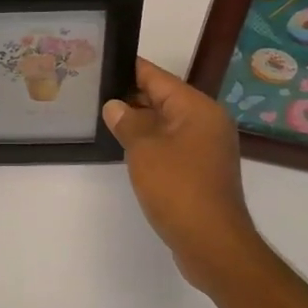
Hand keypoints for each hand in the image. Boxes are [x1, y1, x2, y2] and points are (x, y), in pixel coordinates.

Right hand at [104, 58, 265, 292]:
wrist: (213, 245)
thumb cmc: (178, 188)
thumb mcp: (144, 149)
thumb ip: (127, 122)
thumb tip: (115, 106)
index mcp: (197, 107)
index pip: (157, 77)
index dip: (128, 69)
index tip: (101, 63)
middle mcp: (206, 121)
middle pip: (163, 97)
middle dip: (130, 96)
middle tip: (93, 91)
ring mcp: (206, 147)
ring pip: (166, 122)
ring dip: (139, 122)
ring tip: (103, 117)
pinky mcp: (201, 169)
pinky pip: (172, 144)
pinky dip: (151, 142)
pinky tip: (125, 147)